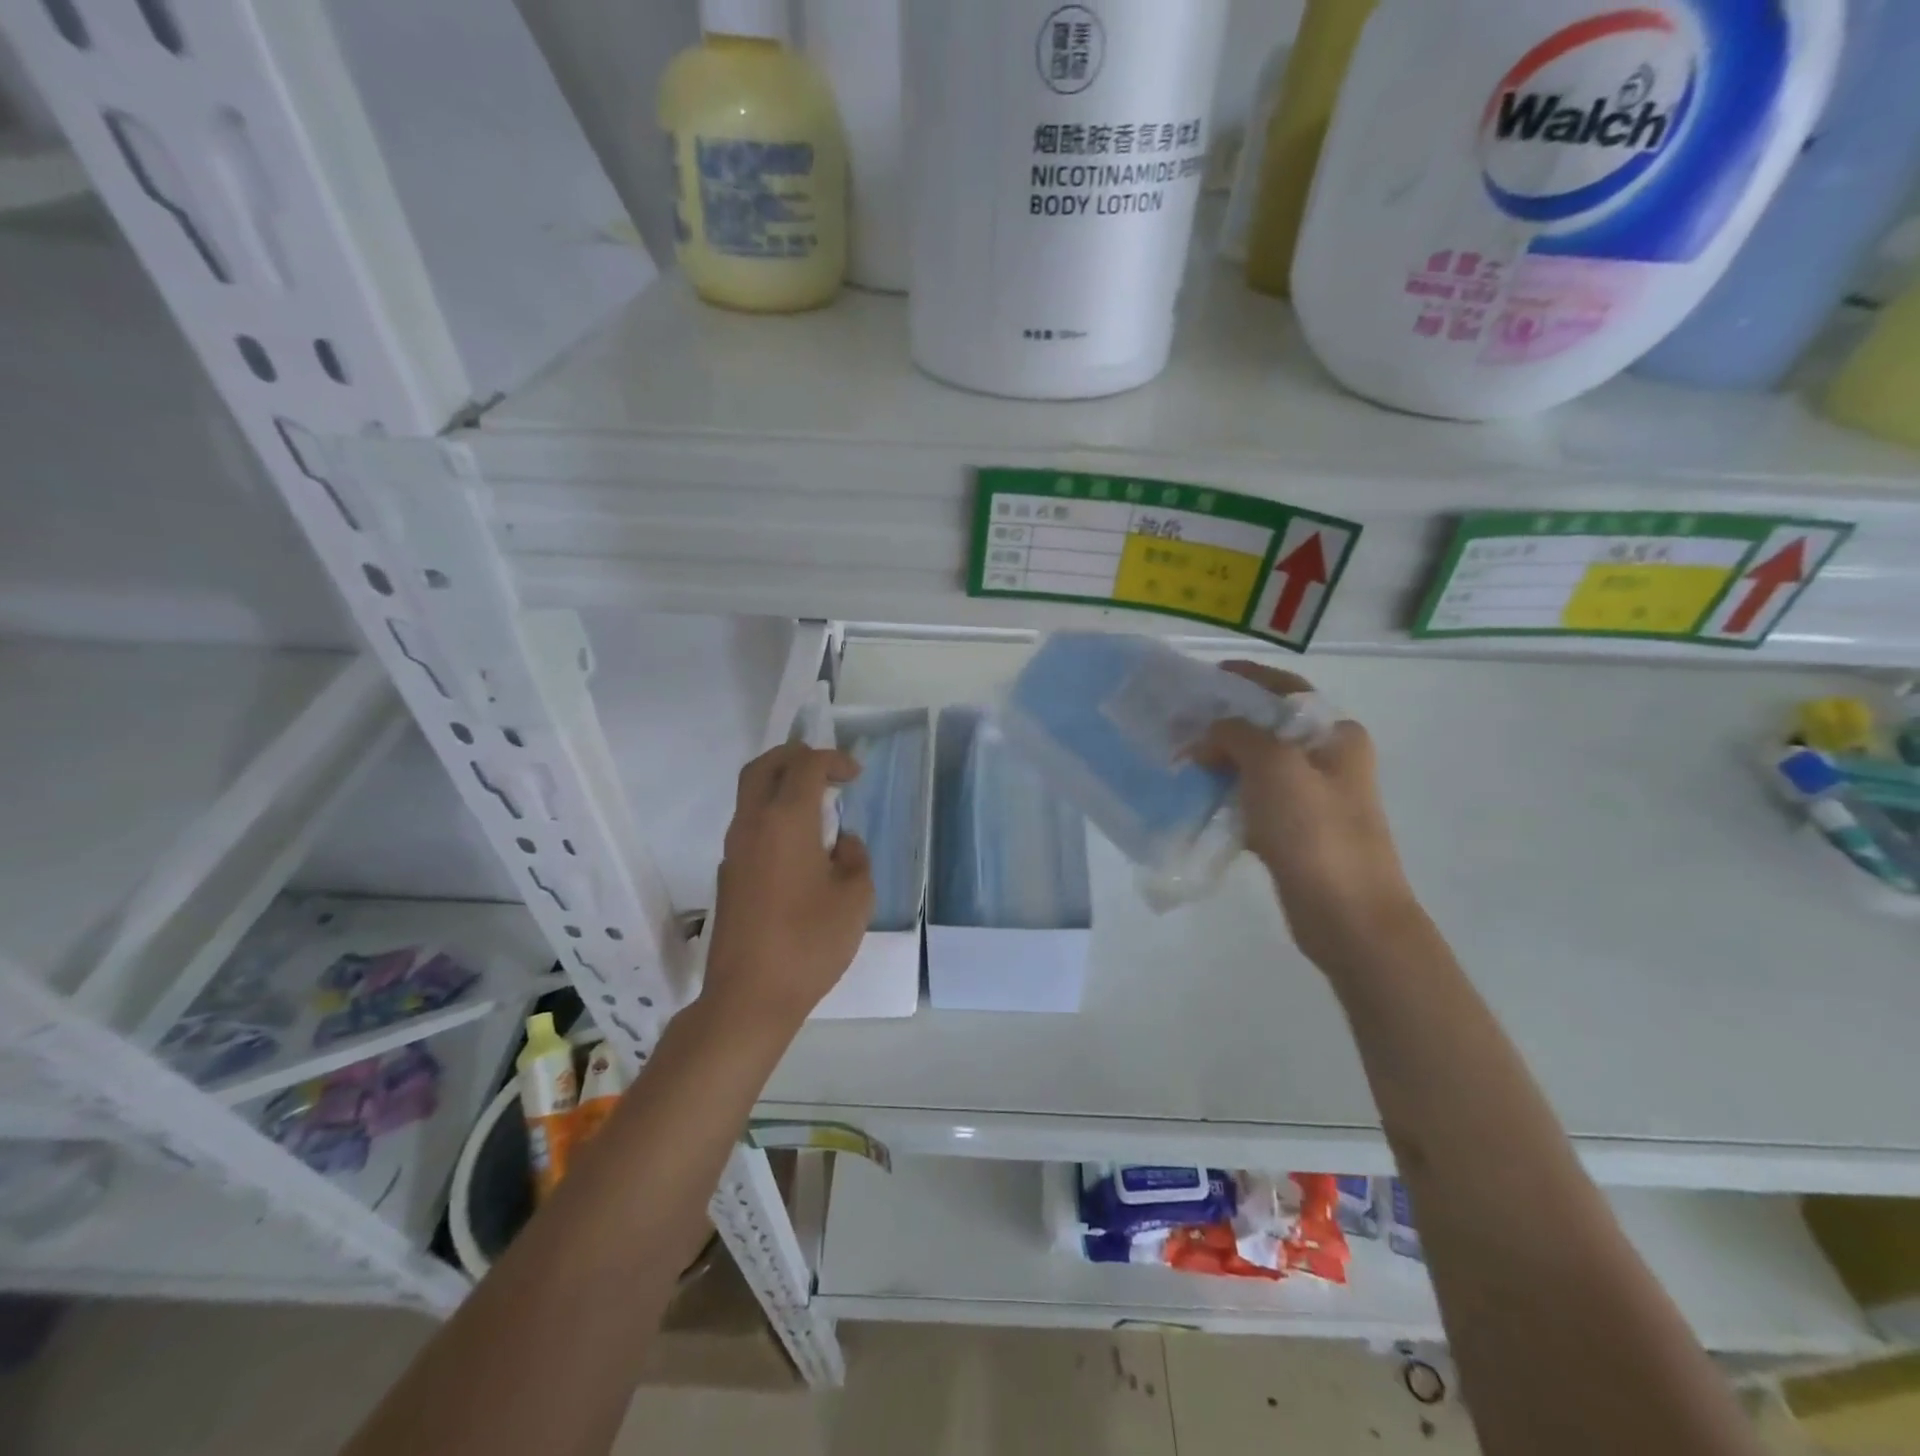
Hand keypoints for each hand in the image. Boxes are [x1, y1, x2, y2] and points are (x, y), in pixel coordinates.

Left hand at [702, 743, 874, 1035]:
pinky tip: (798, 845)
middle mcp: (752, 824)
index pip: (806, 766)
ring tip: (817, 805)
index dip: (833, 760)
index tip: (856, 775)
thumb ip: (855, 858)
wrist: (749, 996)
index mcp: (786, 820)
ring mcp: (733, 850)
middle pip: (765, 767)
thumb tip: (841, 843)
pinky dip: (773, 815)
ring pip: (751, 794)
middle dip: (797, 757)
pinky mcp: (728, 875)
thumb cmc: (809, 943)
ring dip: (781, 785)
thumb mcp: (855, 898)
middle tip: (827, 770)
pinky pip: (749, 825)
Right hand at [1201, 663, 1424, 975]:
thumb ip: (1236, 734)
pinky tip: (1196, 796)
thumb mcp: (1274, 765)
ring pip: (1256, 766)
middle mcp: (1328, 760)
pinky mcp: (1295, 831)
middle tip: (1179, 724)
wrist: (1347, 915)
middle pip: (1267, 728)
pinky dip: (1226, 794)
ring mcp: (1313, 798)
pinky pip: (1253, 800)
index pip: (1286, 690)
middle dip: (1223, 724)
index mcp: (1336, 735)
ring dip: (1221, 760)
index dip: (1246, 678)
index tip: (1204, 676)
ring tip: (1179, 759)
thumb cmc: (1315, 830)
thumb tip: (1207, 736)